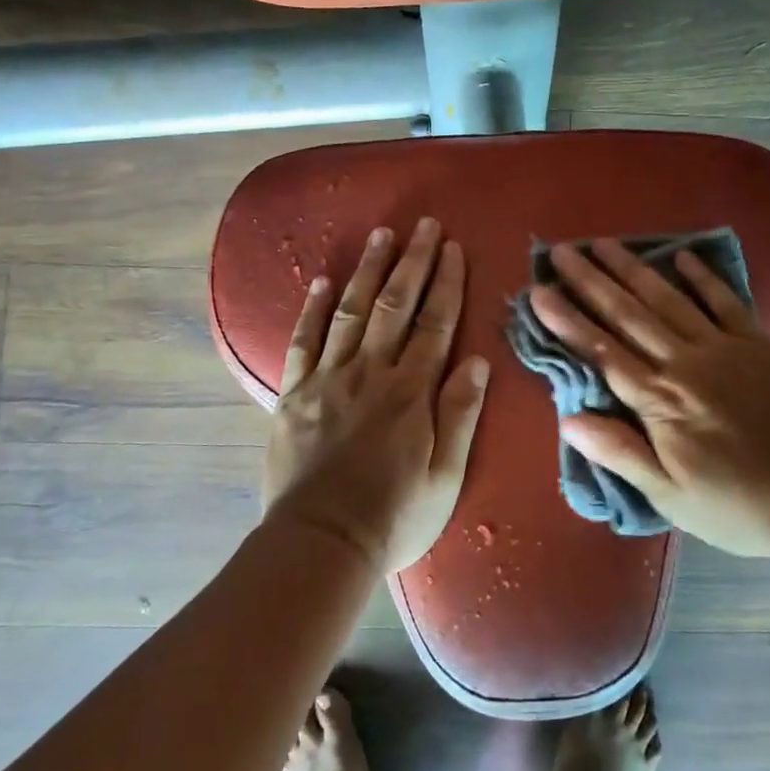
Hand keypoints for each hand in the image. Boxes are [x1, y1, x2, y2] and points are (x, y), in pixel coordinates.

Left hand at [262, 218, 490, 574]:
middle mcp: (370, 373)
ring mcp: (327, 379)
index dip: (447, 283)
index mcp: (411, 392)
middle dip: (413, 262)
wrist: (320, 544)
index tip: (454, 248)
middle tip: (424, 225)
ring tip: (382, 235)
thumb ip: (460, 415)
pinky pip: (302, 341)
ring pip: (350, 311)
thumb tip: (476, 360)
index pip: (435, 324)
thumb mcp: (446, 476)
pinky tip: (321, 281)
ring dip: (368, 270)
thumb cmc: (394, 517)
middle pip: (394, 305)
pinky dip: (312, 309)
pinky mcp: (293, 394)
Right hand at [529, 240, 769, 559]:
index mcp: (659, 401)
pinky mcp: (759, 345)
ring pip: (668, 300)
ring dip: (634, 270)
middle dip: (591, 281)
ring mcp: (724, 348)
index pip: (601, 352)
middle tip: (561, 251)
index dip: (566, 320)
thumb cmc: (737, 505)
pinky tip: (682, 257)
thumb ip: (619, 452)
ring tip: (605, 243)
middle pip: (628, 315)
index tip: (539, 291)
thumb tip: (568, 418)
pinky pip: (726, 302)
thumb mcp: (669, 495)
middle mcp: (685, 363)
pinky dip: (703, 278)